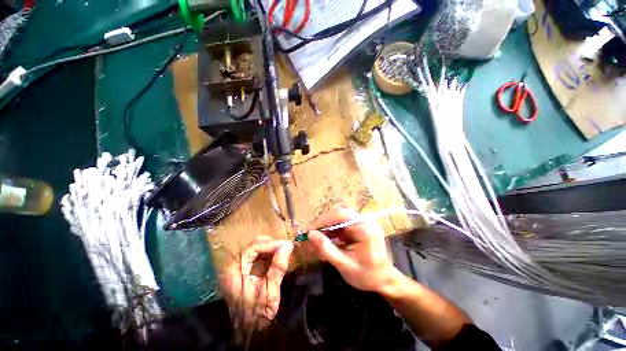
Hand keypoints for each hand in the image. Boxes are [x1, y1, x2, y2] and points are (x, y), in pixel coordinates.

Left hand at [221, 236, 293, 329]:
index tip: (288, 245)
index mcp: (234, 270)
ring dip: (271, 249)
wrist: (248, 333)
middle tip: (286, 249)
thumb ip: (278, 267)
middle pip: (255, 245)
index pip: (254, 247)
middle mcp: (234, 265)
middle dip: (272, 245)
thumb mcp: (269, 292)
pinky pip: (258, 256)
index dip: (272, 244)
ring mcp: (238, 267)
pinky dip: (269, 255)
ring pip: (257, 249)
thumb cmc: (257, 314)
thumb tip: (288, 245)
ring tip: (284, 254)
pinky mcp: (245, 270)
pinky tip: (277, 260)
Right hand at [307, 207, 400, 292]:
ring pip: (341, 218)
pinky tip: (329, 239)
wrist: (385, 280)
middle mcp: (366, 220)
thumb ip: (326, 249)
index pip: (340, 215)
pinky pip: (345, 223)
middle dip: (325, 224)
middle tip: (313, 235)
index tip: (310, 231)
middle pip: (340, 214)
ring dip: (329, 227)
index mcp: (365, 228)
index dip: (323, 220)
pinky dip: (335, 230)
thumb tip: (310, 234)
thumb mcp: (344, 265)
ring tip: (319, 239)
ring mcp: (365, 222)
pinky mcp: (363, 225)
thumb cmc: (367, 276)